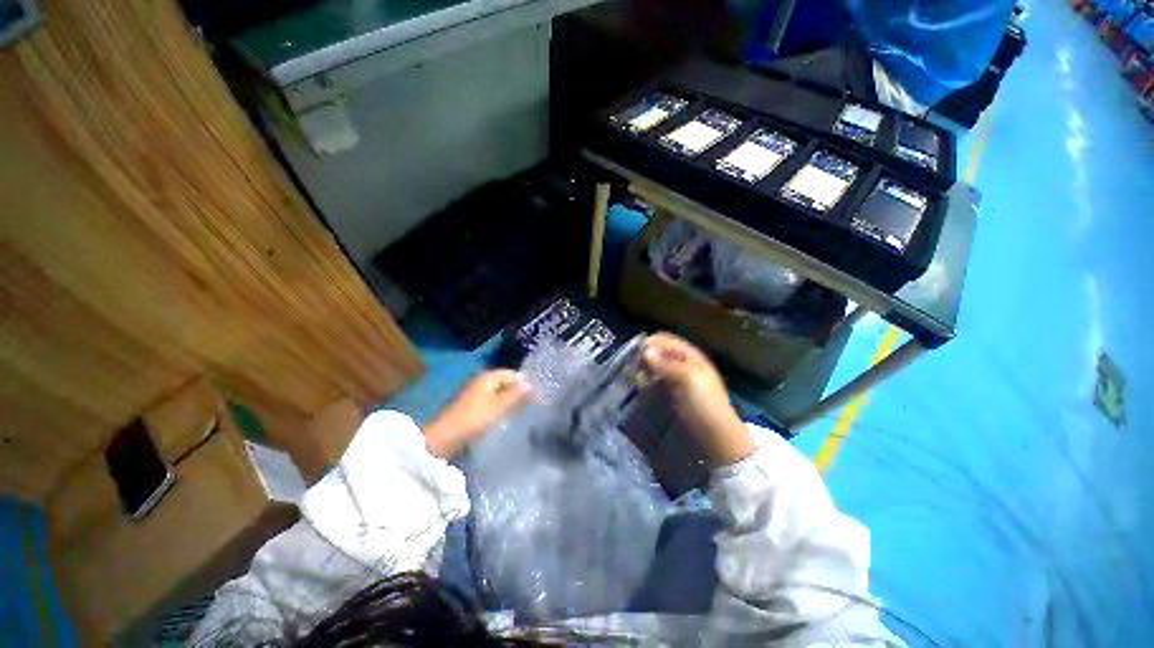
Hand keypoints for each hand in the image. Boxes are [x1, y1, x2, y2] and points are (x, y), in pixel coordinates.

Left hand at [424, 370, 532, 458]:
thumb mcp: (498, 407)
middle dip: (518, 392)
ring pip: (499, 392)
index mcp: (488, 377)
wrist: (444, 438)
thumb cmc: (474, 419)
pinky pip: (492, 401)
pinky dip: (501, 406)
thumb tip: (530, 383)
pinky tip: (506, 417)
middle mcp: (481, 381)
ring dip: (510, 400)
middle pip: (505, 382)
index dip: (525, 383)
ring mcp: (475, 393)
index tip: (537, 396)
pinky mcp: (471, 406)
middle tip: (531, 405)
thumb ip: (515, 395)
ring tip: (522, 412)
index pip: (512, 374)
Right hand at [642, 333, 754, 466]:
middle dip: (645, 356)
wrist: (717, 437)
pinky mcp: (672, 393)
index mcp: (690, 355)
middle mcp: (683, 363)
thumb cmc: (704, 404)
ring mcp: (678, 379)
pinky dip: (647, 380)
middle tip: (630, 366)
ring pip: (656, 366)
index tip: (631, 352)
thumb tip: (645, 350)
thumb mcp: (687, 379)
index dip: (648, 343)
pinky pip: (656, 381)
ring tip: (633, 377)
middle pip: (659, 352)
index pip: (664, 340)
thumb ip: (665, 363)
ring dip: (644, 369)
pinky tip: (639, 386)